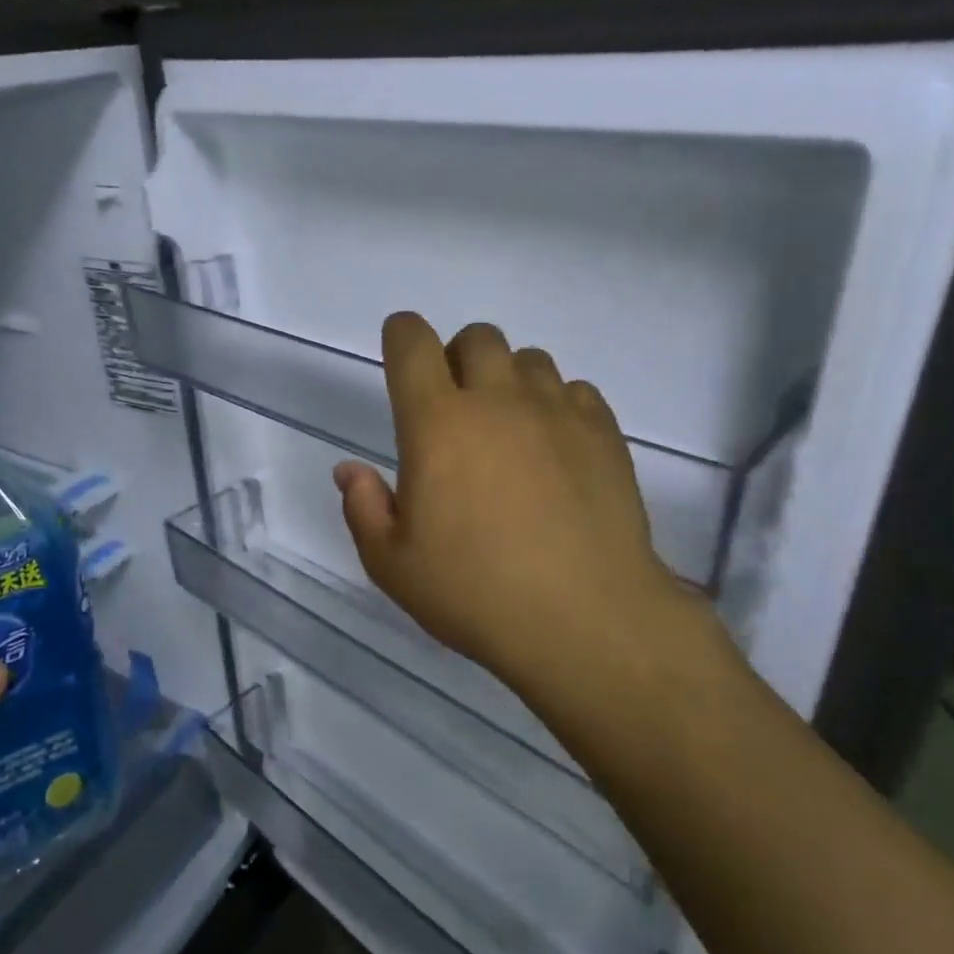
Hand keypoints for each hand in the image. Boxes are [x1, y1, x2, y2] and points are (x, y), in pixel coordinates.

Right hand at [334, 314, 698, 703]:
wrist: (585, 619)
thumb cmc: (475, 593)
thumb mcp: (392, 565)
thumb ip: (363, 509)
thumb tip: (350, 471)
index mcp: (437, 423)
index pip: (412, 343)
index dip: (401, 335)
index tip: (400, 352)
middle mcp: (498, 400)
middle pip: (477, 337)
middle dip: (458, 357)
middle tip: (455, 408)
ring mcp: (557, 412)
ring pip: (530, 359)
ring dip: (509, 380)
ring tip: (509, 430)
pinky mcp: (604, 433)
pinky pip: (576, 390)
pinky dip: (557, 405)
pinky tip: (555, 450)